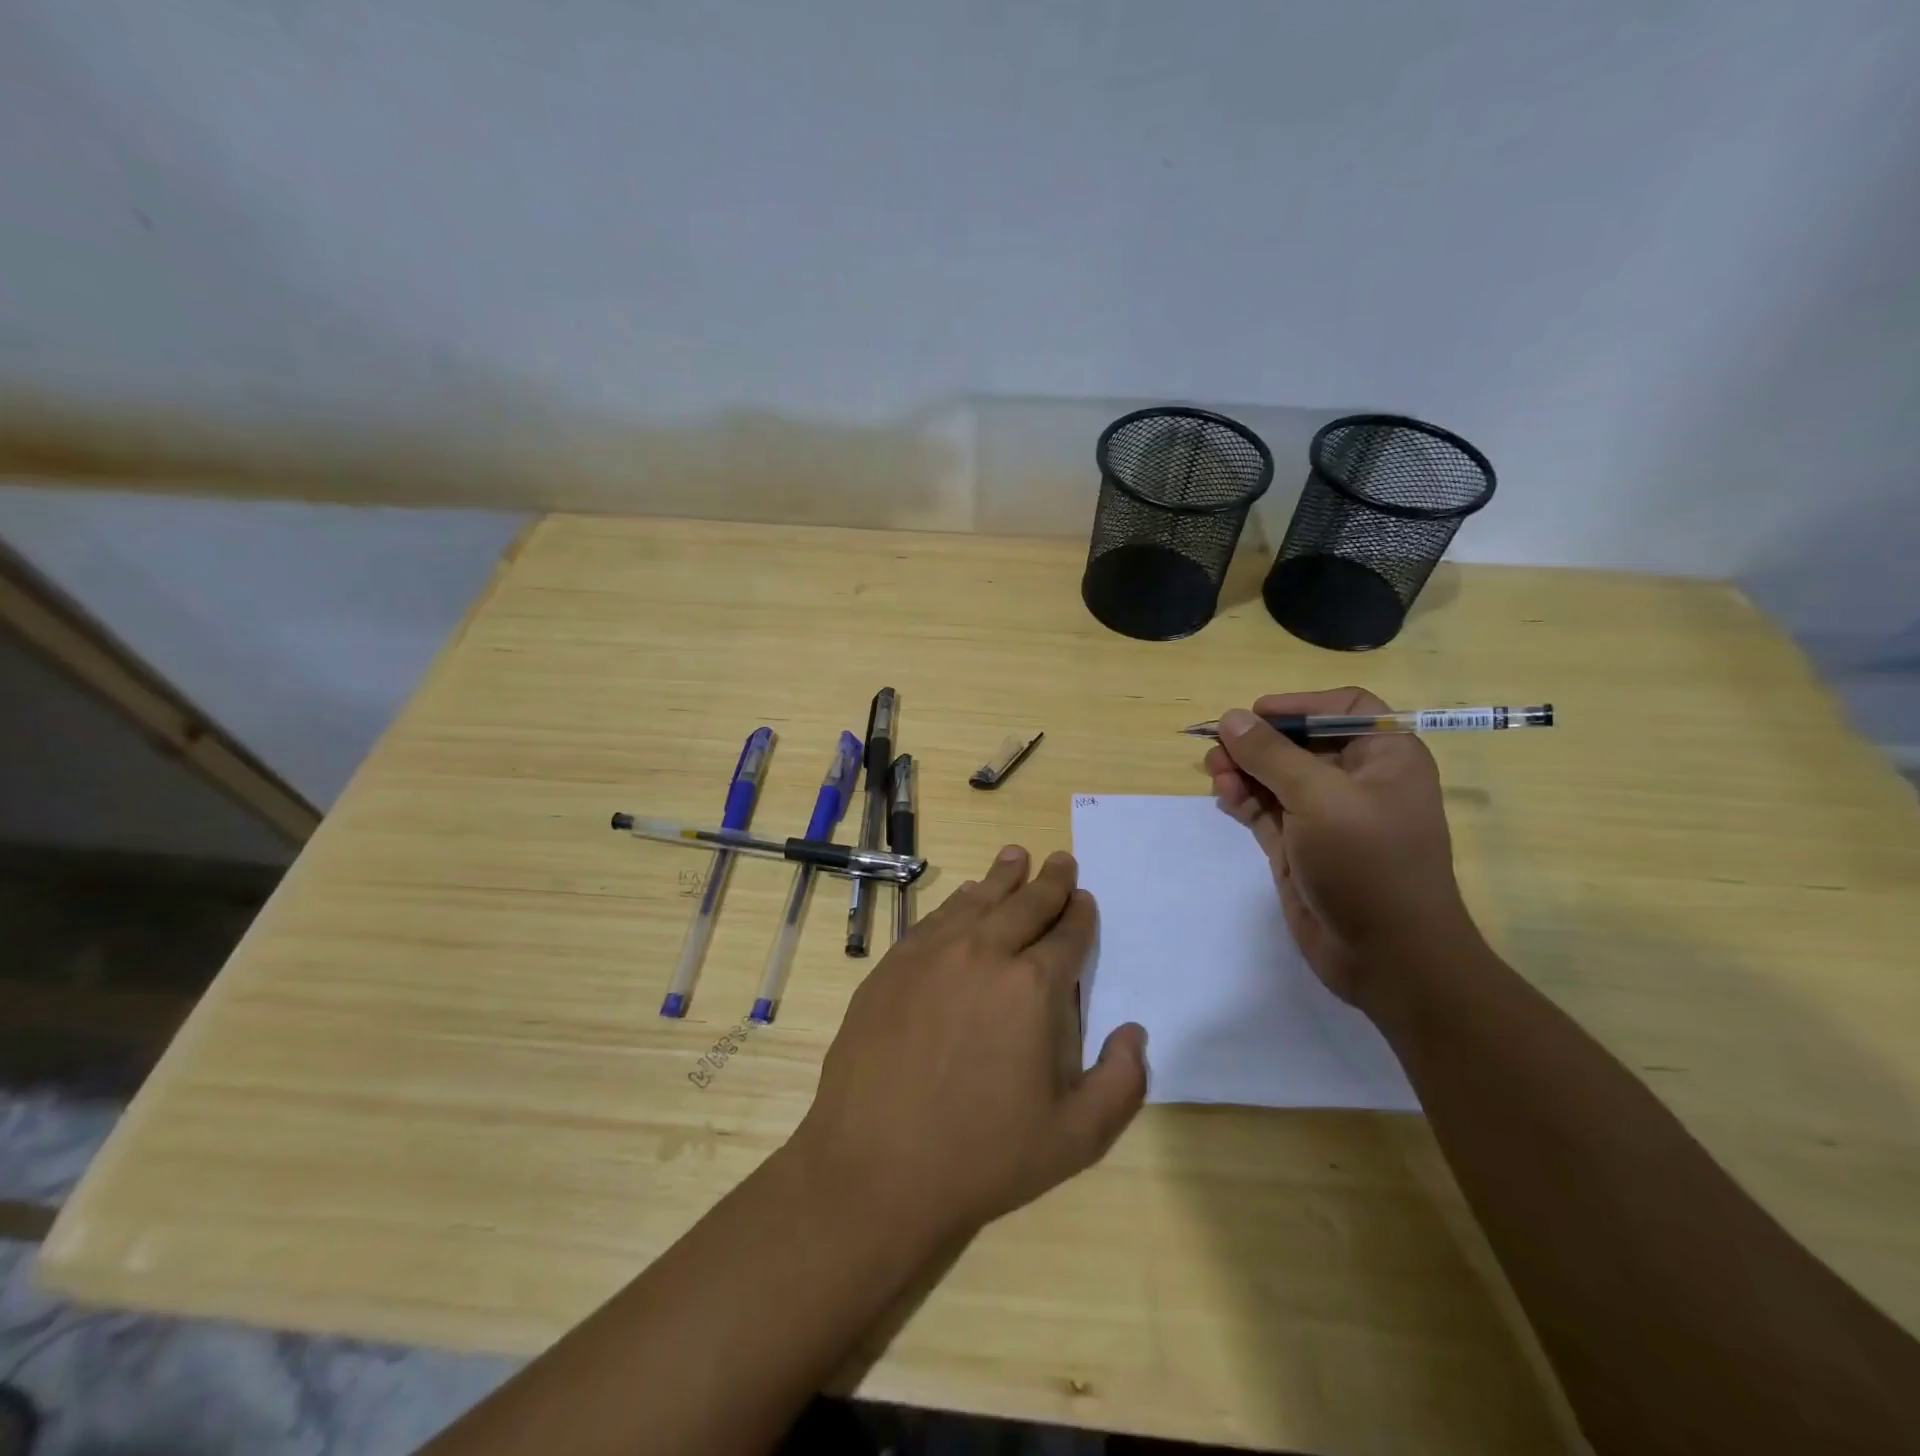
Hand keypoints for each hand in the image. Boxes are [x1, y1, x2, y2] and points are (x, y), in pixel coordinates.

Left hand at [793, 847, 1147, 1247]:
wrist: (875, 1166)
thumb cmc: (982, 1156)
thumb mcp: (1075, 1138)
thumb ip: (1121, 1083)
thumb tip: (1134, 1032)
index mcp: (1032, 987)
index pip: (1066, 935)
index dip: (1079, 914)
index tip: (1084, 898)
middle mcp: (984, 954)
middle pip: (1025, 904)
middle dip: (1050, 881)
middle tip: (1062, 860)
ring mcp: (932, 954)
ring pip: (978, 900)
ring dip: (1002, 877)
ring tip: (1016, 856)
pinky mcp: (893, 964)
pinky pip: (935, 918)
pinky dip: (958, 901)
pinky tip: (965, 897)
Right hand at [1204, 688, 1471, 1006]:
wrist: (1388, 956)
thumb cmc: (1368, 863)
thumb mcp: (1319, 798)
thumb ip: (1271, 755)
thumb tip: (1231, 718)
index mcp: (1386, 757)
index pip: (1343, 708)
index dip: (1299, 705)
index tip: (1256, 715)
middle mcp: (1358, 780)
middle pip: (1300, 742)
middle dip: (1258, 742)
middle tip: (1218, 748)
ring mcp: (1327, 816)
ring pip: (1276, 777)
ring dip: (1244, 770)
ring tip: (1215, 773)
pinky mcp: (1301, 847)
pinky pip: (1266, 810)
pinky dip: (1244, 799)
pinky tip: (1225, 797)